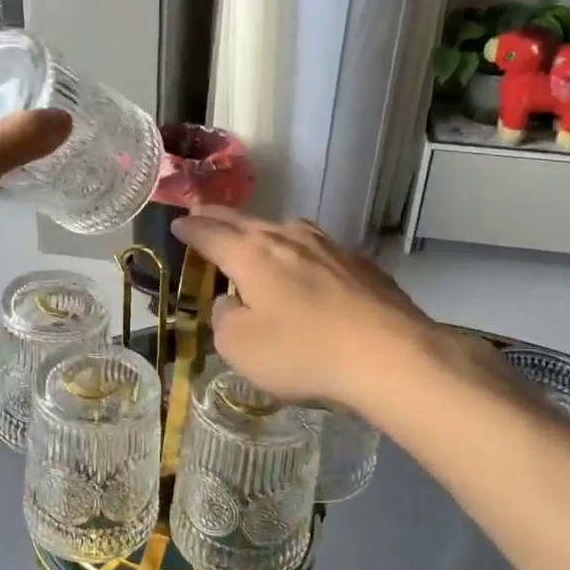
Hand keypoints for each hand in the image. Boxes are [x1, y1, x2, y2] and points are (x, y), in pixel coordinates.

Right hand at [169, 208, 501, 414]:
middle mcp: (289, 239)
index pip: (211, 234)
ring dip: (264, 231)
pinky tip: (308, 267)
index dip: (191, 230)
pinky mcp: (362, 265)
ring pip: (287, 230)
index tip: (178, 224)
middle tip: (203, 213)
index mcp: (252, 255)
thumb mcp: (240, 347)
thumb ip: (224, 319)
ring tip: (255, 235)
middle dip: (220, 218)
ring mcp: (330, 248)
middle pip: (246, 222)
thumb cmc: (303, 352)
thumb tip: (230, 303)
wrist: (391, 356)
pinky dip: (301, 253)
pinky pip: (319, 250)